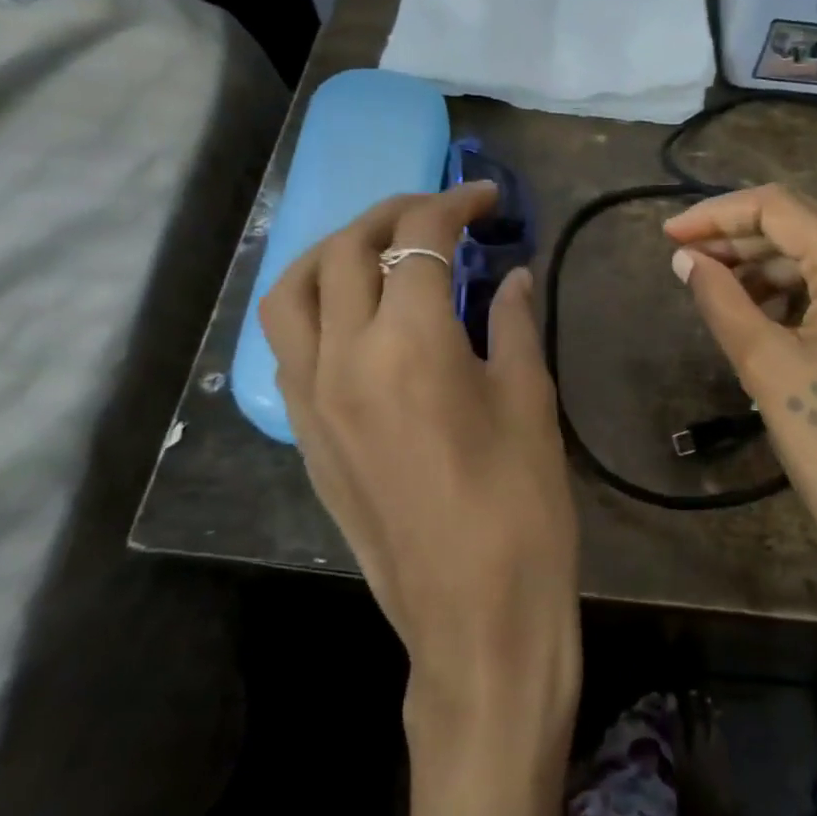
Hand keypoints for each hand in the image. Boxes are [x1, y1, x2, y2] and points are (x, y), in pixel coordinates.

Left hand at [260, 183, 579, 744]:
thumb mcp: (529, 400)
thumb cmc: (521, 506)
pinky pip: (287, 343)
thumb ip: (513, 322)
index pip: (419, 240)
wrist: (474, 616)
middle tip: (441, 215)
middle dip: (396, 214)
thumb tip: (512, 275)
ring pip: (294, 290)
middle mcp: (345, 358)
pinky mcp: (304, 433)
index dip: (454, 204)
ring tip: (380, 249)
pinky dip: (314, 302)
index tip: (487, 198)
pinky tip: (355, 311)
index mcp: (411, 344)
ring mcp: (312, 398)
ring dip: (335, 250)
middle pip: (349, 249)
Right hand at [664, 183, 816, 593]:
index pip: (781, 208)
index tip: (670, 237)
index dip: (717, 214)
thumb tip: (686, 259)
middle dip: (741, 240)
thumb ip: (721, 301)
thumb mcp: (768, 369)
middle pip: (807, 228)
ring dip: (770, 268)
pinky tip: (766, 316)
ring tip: (718, 291)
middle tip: (686, 263)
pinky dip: (803, 293)